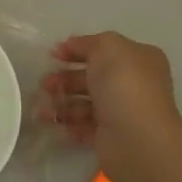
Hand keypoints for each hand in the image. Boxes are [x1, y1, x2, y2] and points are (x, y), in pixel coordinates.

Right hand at [38, 31, 181, 181]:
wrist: (136, 139)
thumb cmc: (124, 85)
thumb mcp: (107, 47)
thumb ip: (87, 43)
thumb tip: (70, 46)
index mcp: (138, 59)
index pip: (103, 50)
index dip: (76, 50)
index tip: (52, 55)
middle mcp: (132, 84)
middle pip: (90, 77)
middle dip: (64, 79)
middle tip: (45, 84)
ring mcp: (121, 112)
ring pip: (84, 103)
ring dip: (61, 103)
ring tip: (43, 110)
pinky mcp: (110, 137)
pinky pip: (83, 126)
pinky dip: (67, 124)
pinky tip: (54, 124)